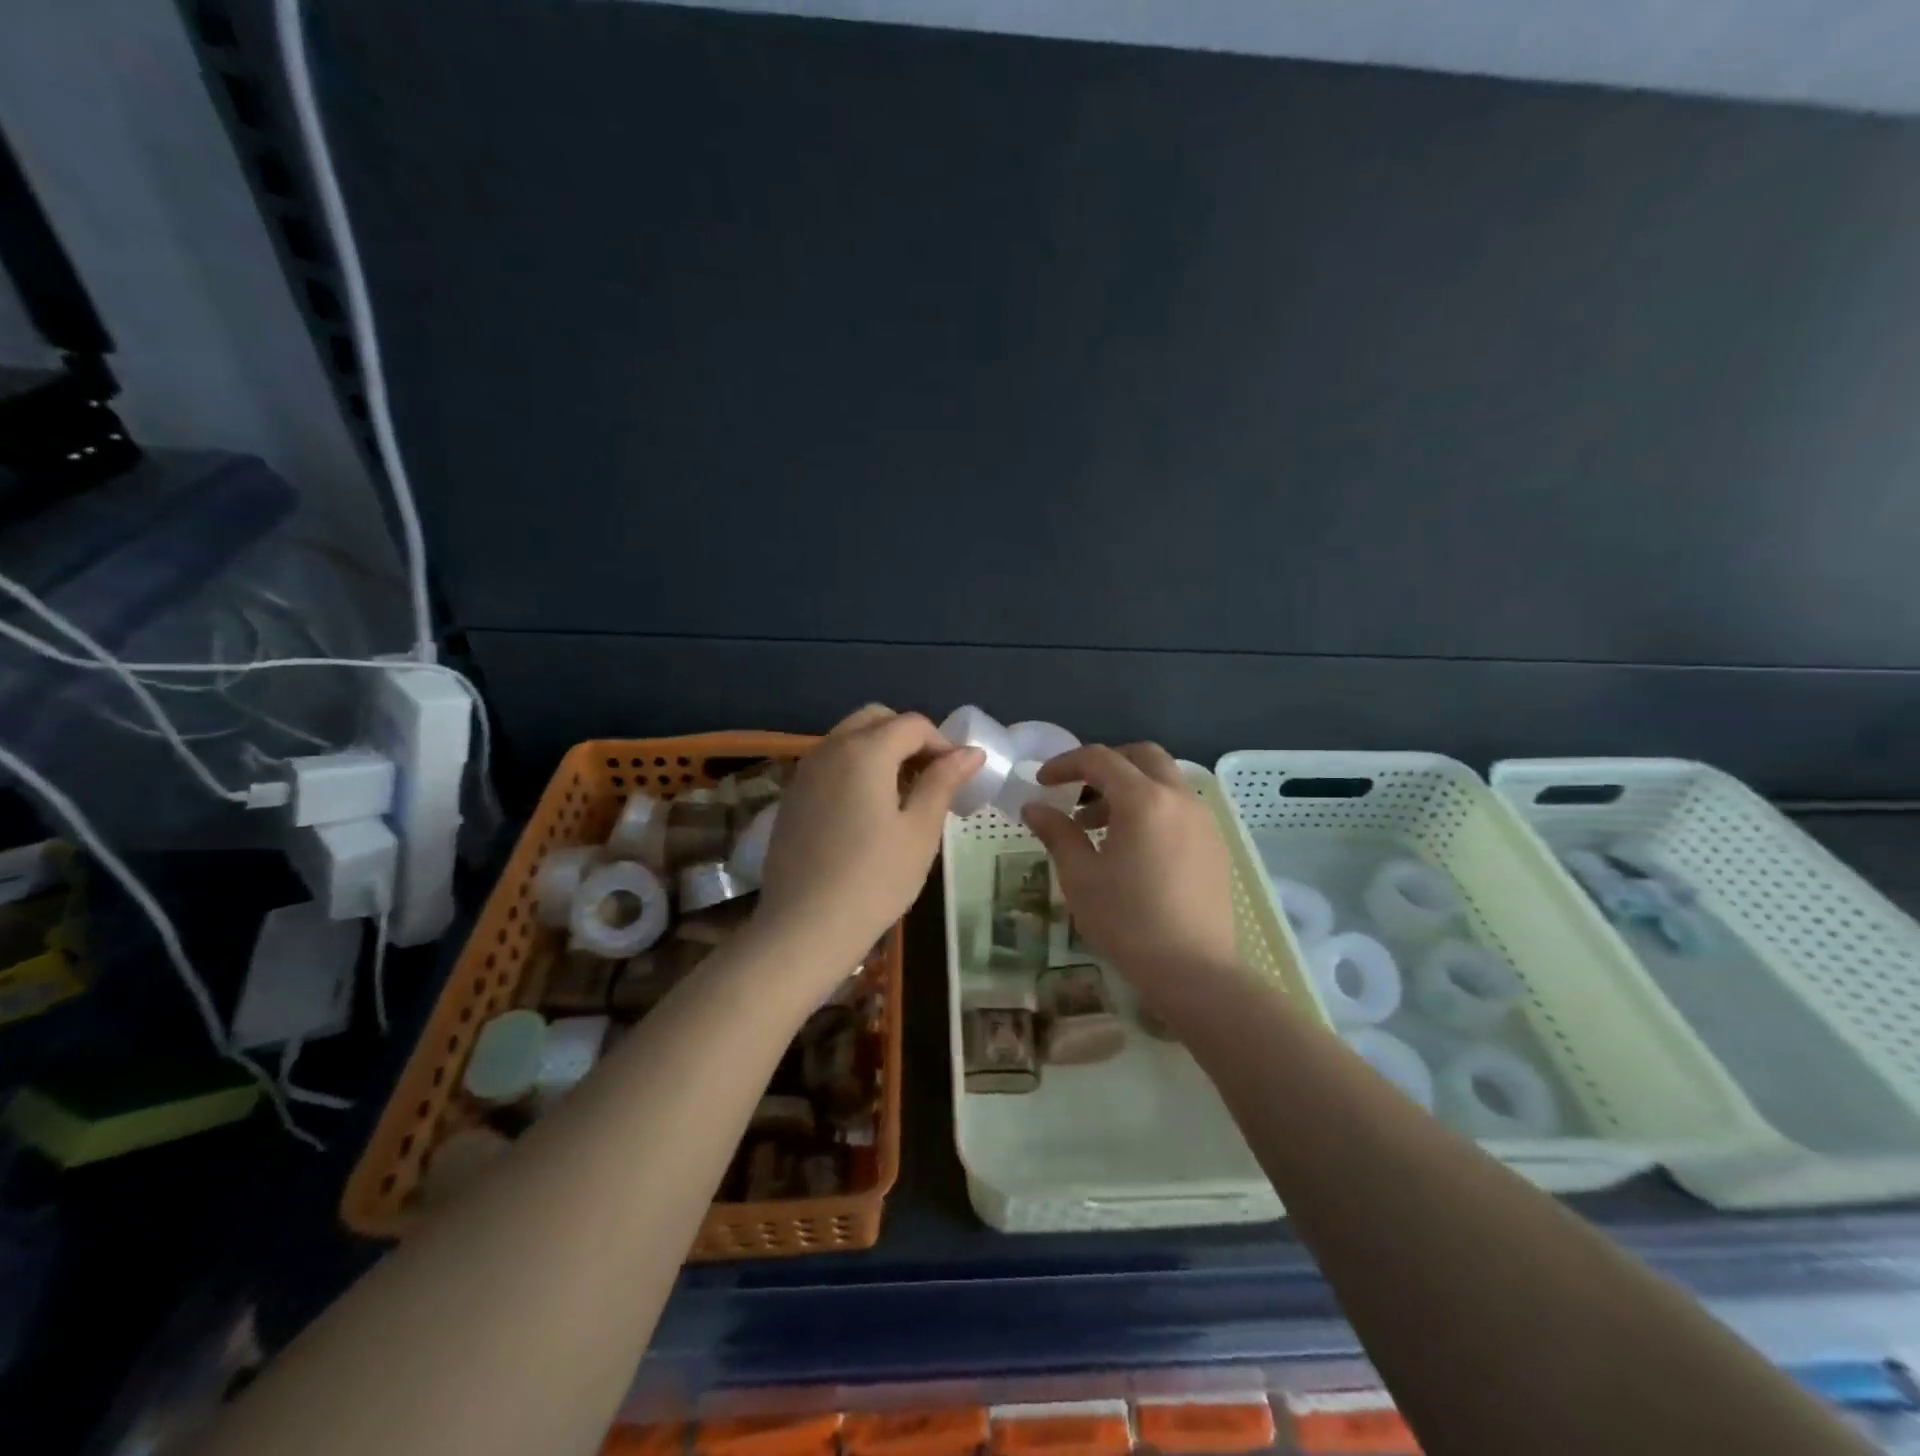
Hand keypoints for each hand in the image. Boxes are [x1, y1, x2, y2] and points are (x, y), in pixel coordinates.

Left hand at [755, 705, 982, 970]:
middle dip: (908, 737)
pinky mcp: (791, 797)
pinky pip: (829, 764)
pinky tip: (867, 811)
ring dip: (880, 751)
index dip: (942, 743)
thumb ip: (943, 782)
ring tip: (903, 794)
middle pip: (875, 719)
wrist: (804, 928)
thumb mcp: (920, 831)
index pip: (912, 724)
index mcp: (865, 751)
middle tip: (930, 777)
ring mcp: (804, 772)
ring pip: (848, 739)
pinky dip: (854, 769)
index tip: (959, 776)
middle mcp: (829, 749)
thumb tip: (970, 753)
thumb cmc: (874, 880)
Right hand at [1023, 743, 1239, 989]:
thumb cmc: (1128, 922)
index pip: (1100, 759)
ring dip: (1129, 787)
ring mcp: (1203, 820)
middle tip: (1076, 791)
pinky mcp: (1215, 843)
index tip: (1042, 783)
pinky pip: (1179, 806)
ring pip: (1164, 780)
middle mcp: (1179, 798)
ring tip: (1097, 826)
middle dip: (1105, 764)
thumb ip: (1057, 833)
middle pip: (1141, 756)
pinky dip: (1152, 807)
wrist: (1194, 971)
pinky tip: (1133, 847)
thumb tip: (1033, 807)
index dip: (1065, 764)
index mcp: (1143, 800)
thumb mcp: (1081, 877)